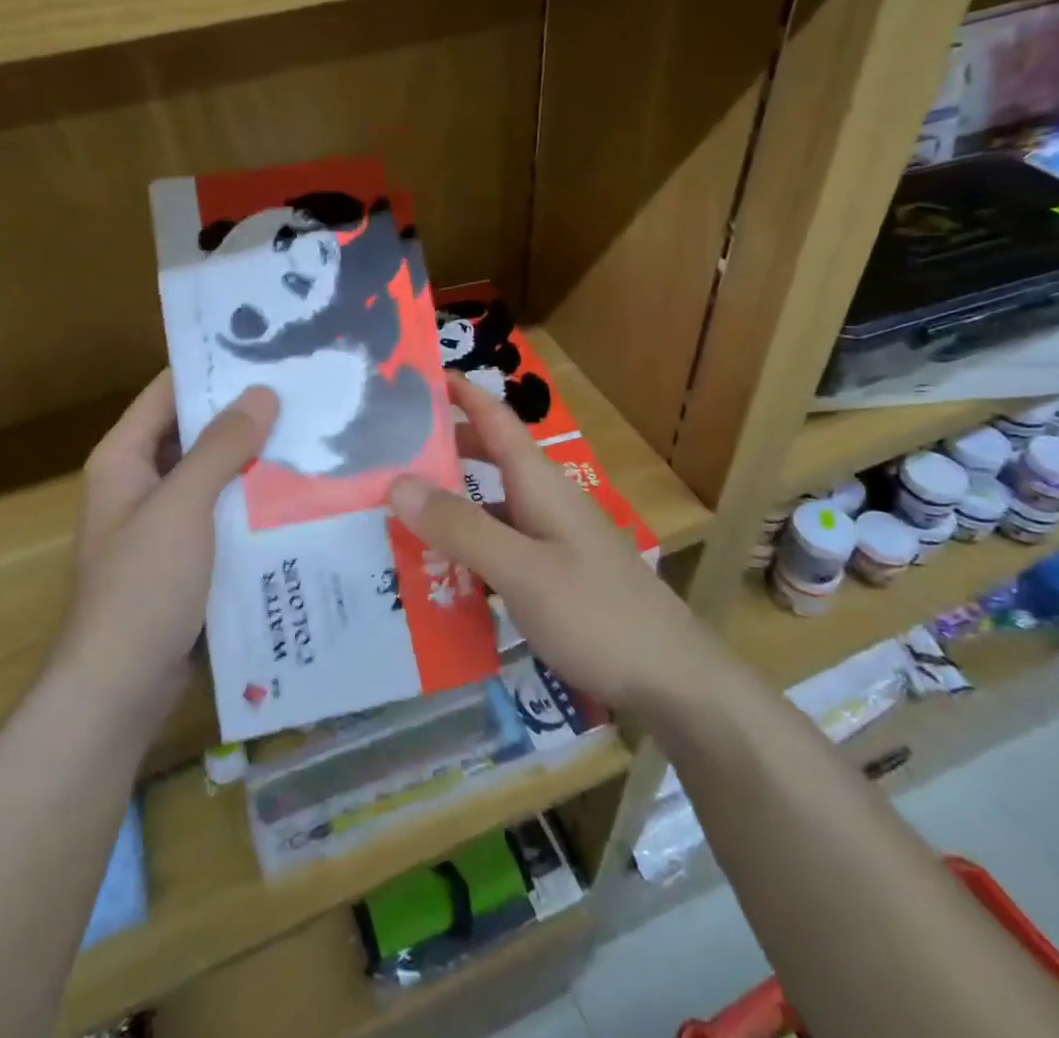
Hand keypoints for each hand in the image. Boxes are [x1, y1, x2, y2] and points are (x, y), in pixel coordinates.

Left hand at [60, 372, 278, 725]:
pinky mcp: (189, 556)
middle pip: (196, 431)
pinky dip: (255, 500)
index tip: (269, 348)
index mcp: (124, 457)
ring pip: (216, 473)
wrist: (121, 689)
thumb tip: (262, 392)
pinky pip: (226, 512)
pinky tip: (302, 492)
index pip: (169, 390)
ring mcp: (166, 521)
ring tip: (316, 434)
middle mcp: (142, 481)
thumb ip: (220, 447)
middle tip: (307, 391)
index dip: (213, 367)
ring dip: (256, 458)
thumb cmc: (143, 587)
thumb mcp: (182, 507)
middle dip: (246, 414)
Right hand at [387, 374, 707, 713]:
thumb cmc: (598, 615)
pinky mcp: (554, 575)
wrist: (673, 681)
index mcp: (540, 482)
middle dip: (441, 449)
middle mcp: (545, 500)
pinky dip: (466, 549)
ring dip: (449, 505)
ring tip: (395, 514)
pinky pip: (500, 547)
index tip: (413, 377)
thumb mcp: (522, 570)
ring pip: (491, 506)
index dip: (458, 392)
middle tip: (384, 454)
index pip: (494, 417)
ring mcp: (552, 539)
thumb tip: (398, 481)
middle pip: (488, 458)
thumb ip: (462, 527)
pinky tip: (436, 574)